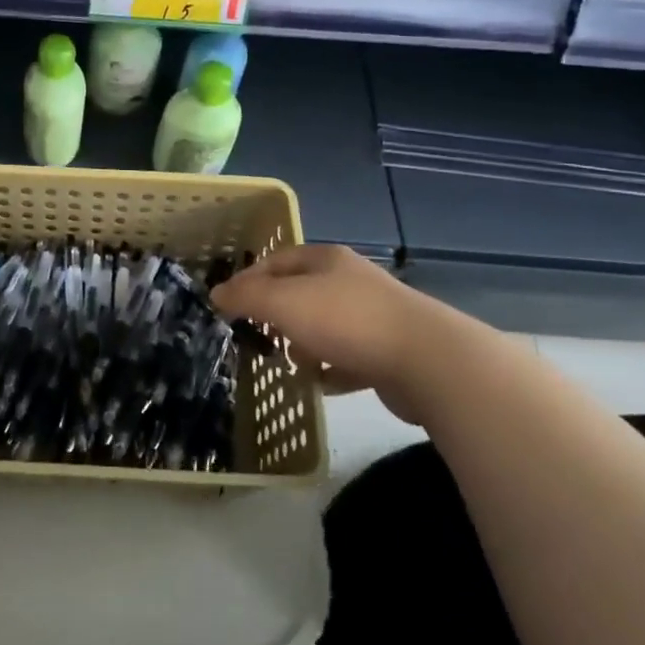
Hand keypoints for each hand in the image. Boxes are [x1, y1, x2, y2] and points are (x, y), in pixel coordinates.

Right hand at [211, 244, 439, 420]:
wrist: (427, 361)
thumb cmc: (345, 321)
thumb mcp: (283, 303)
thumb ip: (246, 297)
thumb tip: (216, 293)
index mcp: (325, 259)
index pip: (276, 261)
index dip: (248, 279)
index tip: (227, 305)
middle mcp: (351, 280)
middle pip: (302, 292)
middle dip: (276, 314)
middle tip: (255, 335)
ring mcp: (374, 316)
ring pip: (326, 325)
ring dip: (304, 343)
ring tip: (288, 363)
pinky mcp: (391, 351)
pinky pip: (350, 357)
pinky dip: (332, 369)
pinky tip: (321, 384)